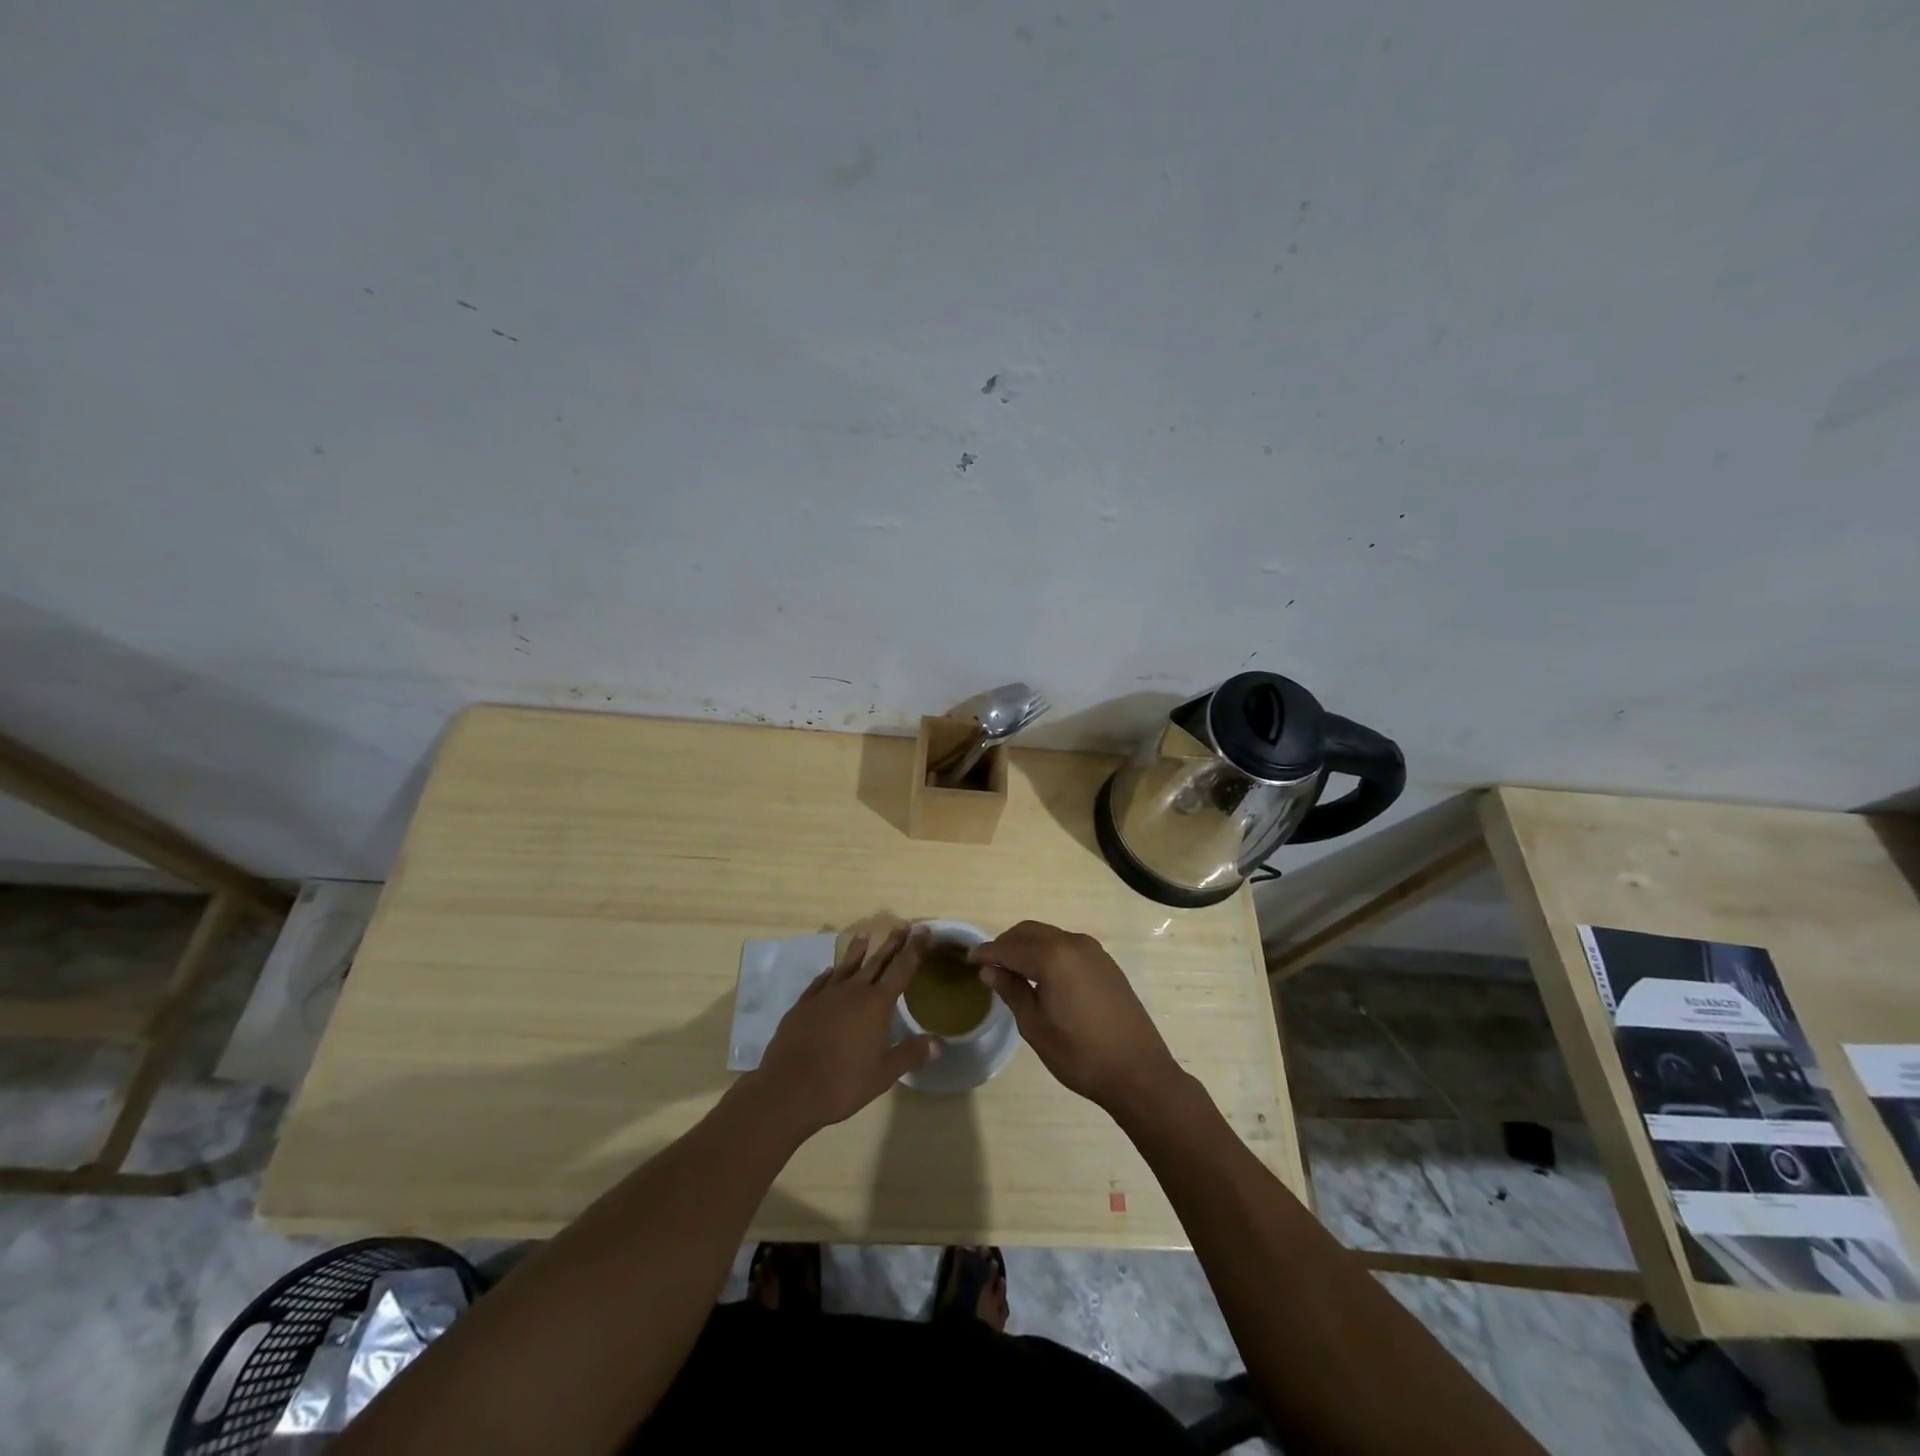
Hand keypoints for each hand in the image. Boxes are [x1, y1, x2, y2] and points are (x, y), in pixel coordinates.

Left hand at [752, 925, 939, 1136]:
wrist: (788, 1090)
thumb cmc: (842, 1084)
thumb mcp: (883, 1075)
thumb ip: (911, 1055)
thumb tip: (940, 1043)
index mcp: (876, 1005)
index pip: (901, 969)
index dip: (914, 949)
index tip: (923, 930)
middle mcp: (852, 992)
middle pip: (876, 961)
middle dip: (892, 943)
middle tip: (903, 925)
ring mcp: (825, 996)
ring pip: (846, 966)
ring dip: (857, 949)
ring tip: (865, 934)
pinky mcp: (803, 1005)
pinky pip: (820, 982)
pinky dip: (829, 974)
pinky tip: (830, 971)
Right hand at [970, 921, 1182, 1116]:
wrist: (1139, 1072)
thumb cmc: (1080, 1055)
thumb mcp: (1036, 1027)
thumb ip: (1011, 991)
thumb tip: (989, 970)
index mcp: (1053, 957)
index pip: (1009, 947)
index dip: (986, 953)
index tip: (968, 960)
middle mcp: (1073, 943)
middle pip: (1029, 932)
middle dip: (1006, 944)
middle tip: (988, 965)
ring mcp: (1093, 951)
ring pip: (1049, 936)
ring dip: (1027, 946)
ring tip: (1011, 970)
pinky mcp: (1105, 963)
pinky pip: (1067, 946)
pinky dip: (1047, 951)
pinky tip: (1041, 975)